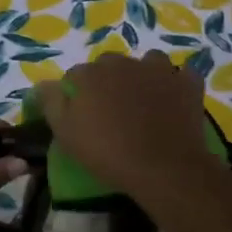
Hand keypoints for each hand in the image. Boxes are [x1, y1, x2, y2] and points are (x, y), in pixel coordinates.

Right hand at [34, 52, 221, 204]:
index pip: (76, 75)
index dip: (76, 93)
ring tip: (144, 101)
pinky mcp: (187, 83)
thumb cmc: (108, 153)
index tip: (80, 115)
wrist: (163, 168)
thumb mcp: (65, 133)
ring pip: (147, 63)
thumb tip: (44, 84)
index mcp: (92, 74)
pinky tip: (173, 100)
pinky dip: (176, 84)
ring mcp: (159, 70)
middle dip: (108, 81)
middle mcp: (124, 63)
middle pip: (110, 65)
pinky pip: (180, 75)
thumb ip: (51, 103)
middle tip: (111, 110)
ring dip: (143, 76)